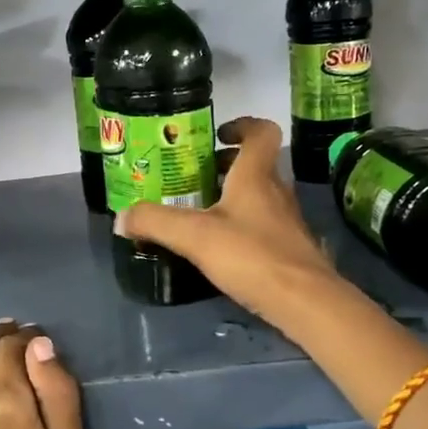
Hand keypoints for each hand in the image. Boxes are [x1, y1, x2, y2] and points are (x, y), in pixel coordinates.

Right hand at [114, 116, 337, 323]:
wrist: (305, 302)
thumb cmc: (251, 256)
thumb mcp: (194, 237)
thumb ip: (155, 222)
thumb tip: (122, 218)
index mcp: (256, 176)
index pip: (261, 132)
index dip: (242, 126)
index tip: (217, 135)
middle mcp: (276, 192)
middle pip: (256, 166)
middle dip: (226, 166)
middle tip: (194, 178)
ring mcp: (286, 222)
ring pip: (260, 196)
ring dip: (233, 197)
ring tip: (200, 212)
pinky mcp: (290, 249)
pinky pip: (263, 225)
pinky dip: (242, 226)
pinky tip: (221, 247)